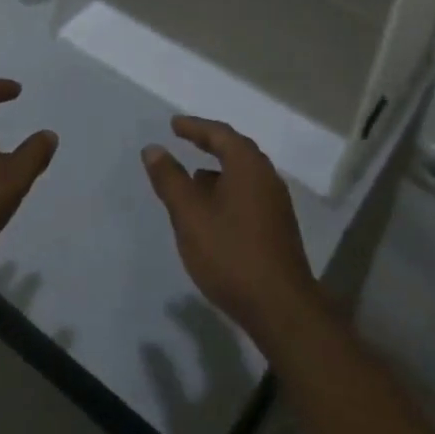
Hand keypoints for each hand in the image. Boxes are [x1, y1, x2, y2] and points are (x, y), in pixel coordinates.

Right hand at [143, 116, 325, 349]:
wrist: (281, 308)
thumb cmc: (231, 253)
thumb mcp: (190, 215)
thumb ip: (170, 179)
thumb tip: (153, 149)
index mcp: (248, 166)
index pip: (220, 134)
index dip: (195, 127)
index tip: (174, 125)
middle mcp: (267, 177)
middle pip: (236, 151)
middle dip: (209, 144)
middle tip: (185, 141)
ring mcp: (276, 205)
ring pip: (242, 176)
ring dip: (218, 172)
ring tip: (192, 179)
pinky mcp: (277, 229)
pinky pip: (248, 196)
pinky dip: (227, 192)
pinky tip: (212, 213)